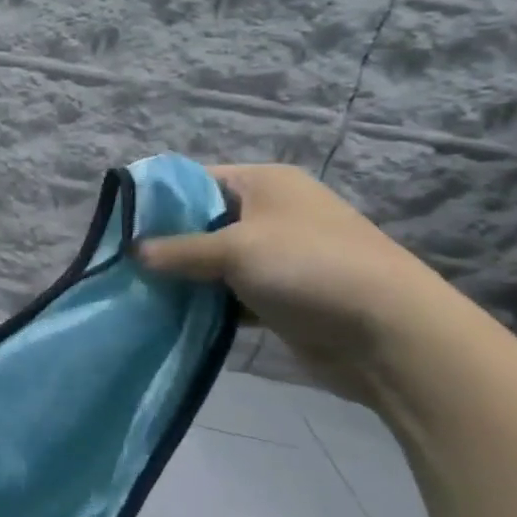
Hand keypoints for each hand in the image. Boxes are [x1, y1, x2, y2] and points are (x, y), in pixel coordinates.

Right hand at [137, 164, 457, 399]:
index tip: (122, 223)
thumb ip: (178, 250)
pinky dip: (209, 303)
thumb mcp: (234, 250)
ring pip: (216, 260)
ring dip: (187, 276)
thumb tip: (132, 251)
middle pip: (204, 221)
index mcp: (265, 184)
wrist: (394, 336)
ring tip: (141, 289)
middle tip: (126, 260)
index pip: (196, 179)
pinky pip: (232, 293)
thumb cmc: (309, 268)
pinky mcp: (284, 296)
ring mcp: (280, 256)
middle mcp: (272, 213)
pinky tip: (175, 314)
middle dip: (167, 242)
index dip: (159, 198)